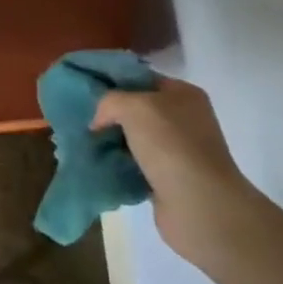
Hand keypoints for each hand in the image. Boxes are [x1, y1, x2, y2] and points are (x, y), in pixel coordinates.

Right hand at [92, 78, 257, 265]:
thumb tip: (98, 121)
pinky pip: (135, 165)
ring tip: (85, 144)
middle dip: (110, 115)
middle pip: (137, 109)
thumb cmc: (170, 145)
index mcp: (183, 94)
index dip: (114, 82)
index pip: (142, 79)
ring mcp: (178, 150)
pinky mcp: (168, 178)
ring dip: (112, 142)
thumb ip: (110, 102)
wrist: (198, 204)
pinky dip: (119, 166)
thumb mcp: (134, 107)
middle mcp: (184, 119)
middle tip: (83, 120)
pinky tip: (99, 166)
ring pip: (134, 139)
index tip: (87, 91)